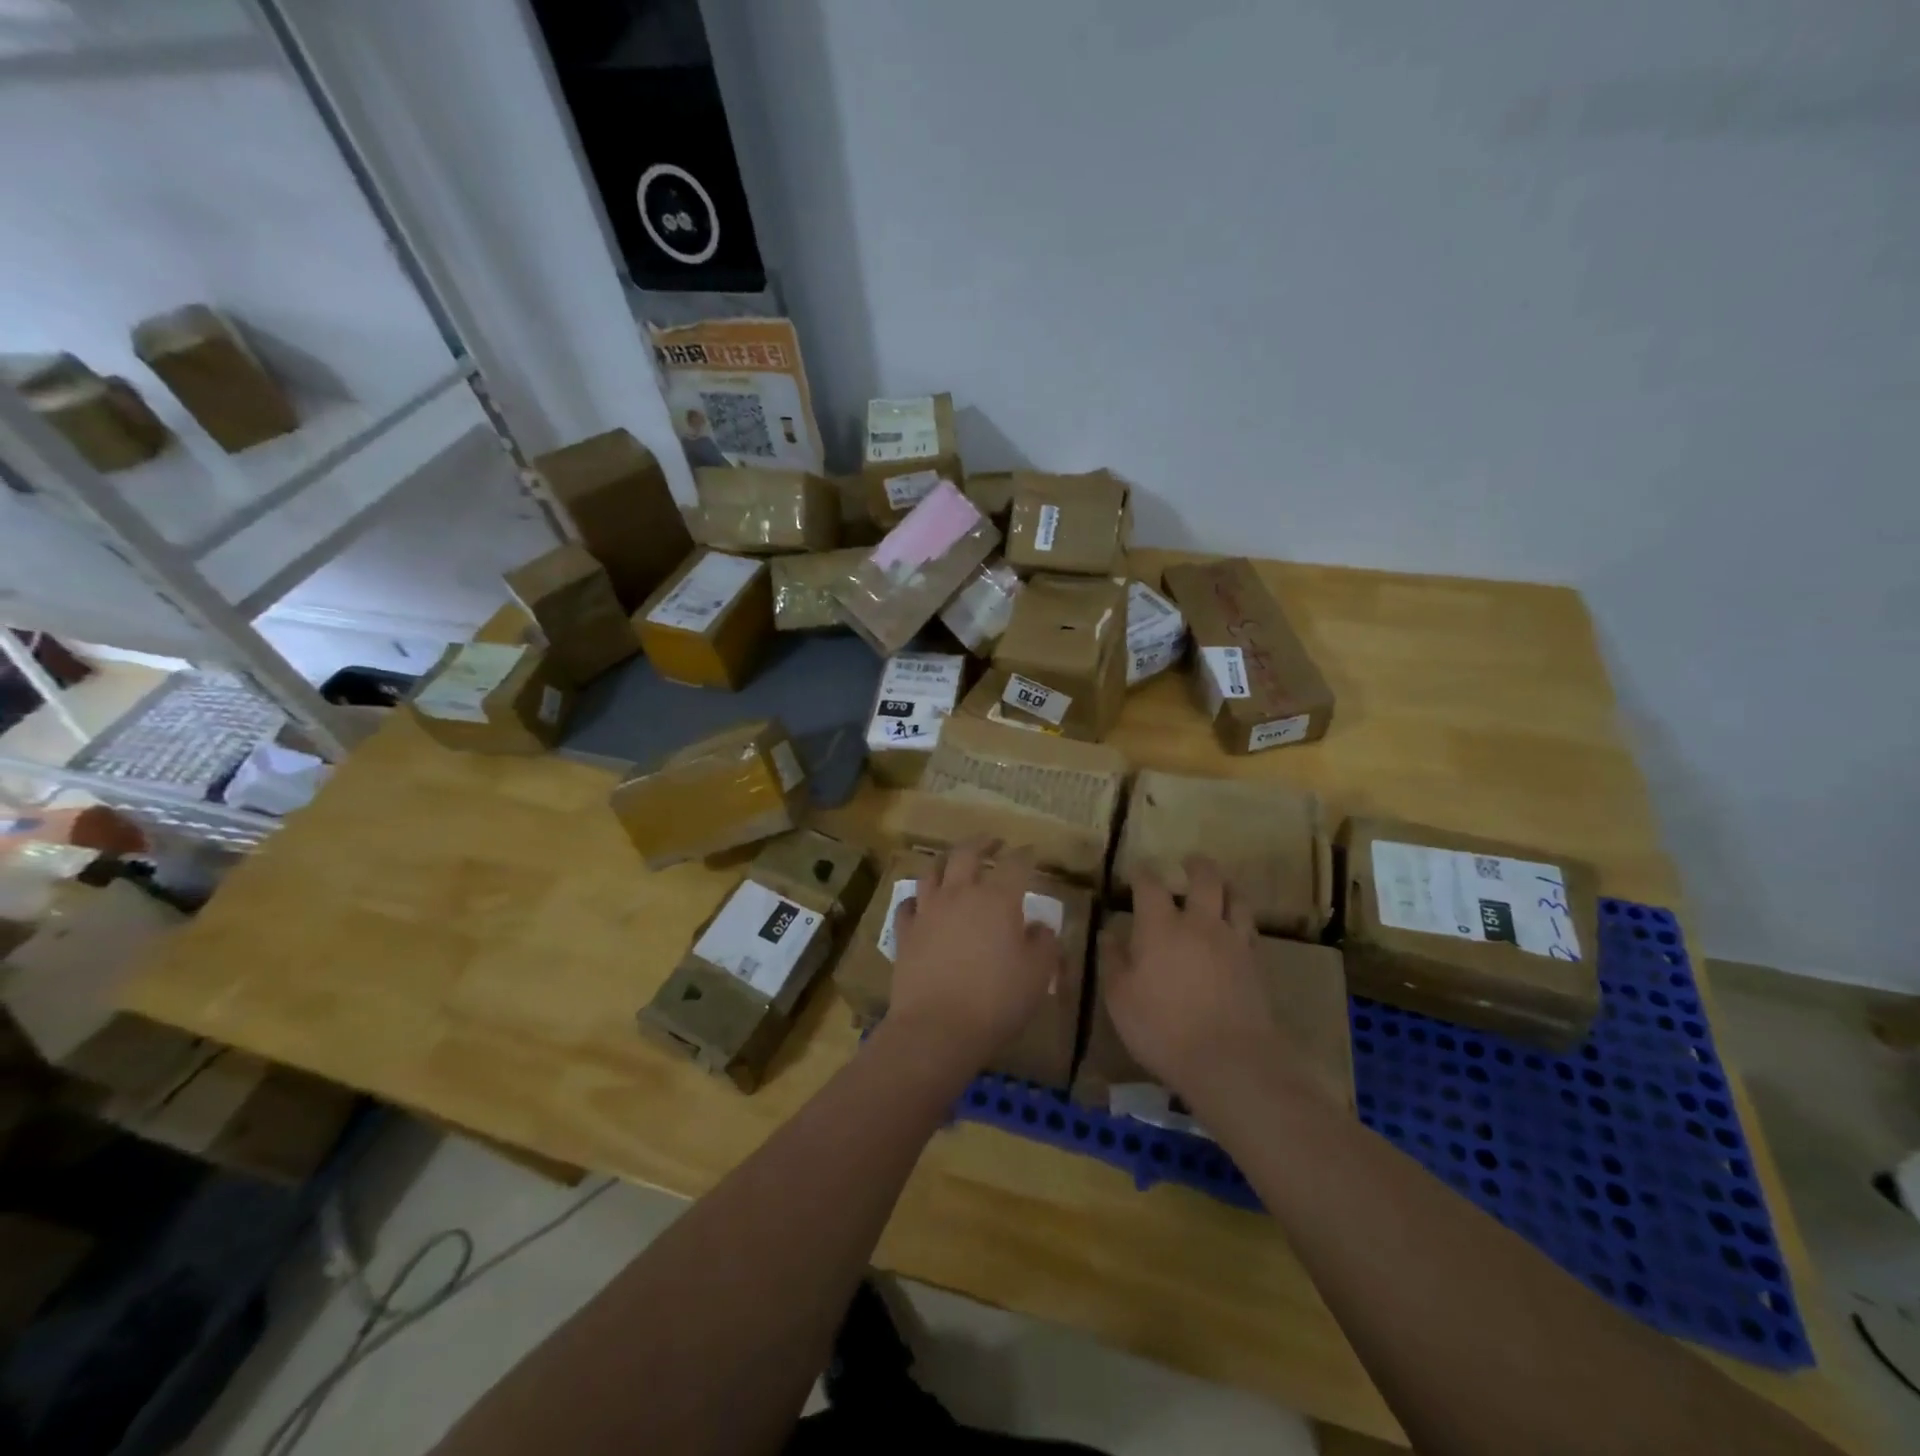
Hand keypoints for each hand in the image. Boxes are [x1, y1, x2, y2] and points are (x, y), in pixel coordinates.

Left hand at [887, 838, 1063, 1071]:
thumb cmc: (996, 1001)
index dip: (1025, 855)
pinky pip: (907, 904)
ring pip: (932, 872)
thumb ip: (1044, 944)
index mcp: (998, 900)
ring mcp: (928, 911)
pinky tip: (920, 903)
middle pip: (967, 853)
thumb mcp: (1038, 975)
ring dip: (945, 862)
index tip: (1031, 851)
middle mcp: (960, 894)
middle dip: (982, 842)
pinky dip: (916, 899)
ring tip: (953, 864)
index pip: (1015, 864)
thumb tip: (1040, 927)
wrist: (937, 1028)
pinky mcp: (905, 932)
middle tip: (993, 841)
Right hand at [1105, 858, 1279, 1098]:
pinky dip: (1241, 919)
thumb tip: (1109, 933)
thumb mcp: (1120, 998)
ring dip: (1227, 886)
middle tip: (1189, 861)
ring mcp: (1232, 942)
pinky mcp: (1255, 964)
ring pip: (1236, 899)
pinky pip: (1250, 929)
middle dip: (1197, 865)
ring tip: (1221, 886)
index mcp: (1160, 927)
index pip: (1150, 886)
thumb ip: (1113, 961)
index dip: (1142, 873)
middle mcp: (1199, 924)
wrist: (1229, 1060)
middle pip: (1205, 880)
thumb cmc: (1162, 1028)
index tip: (1137, 870)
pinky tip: (1236, 928)